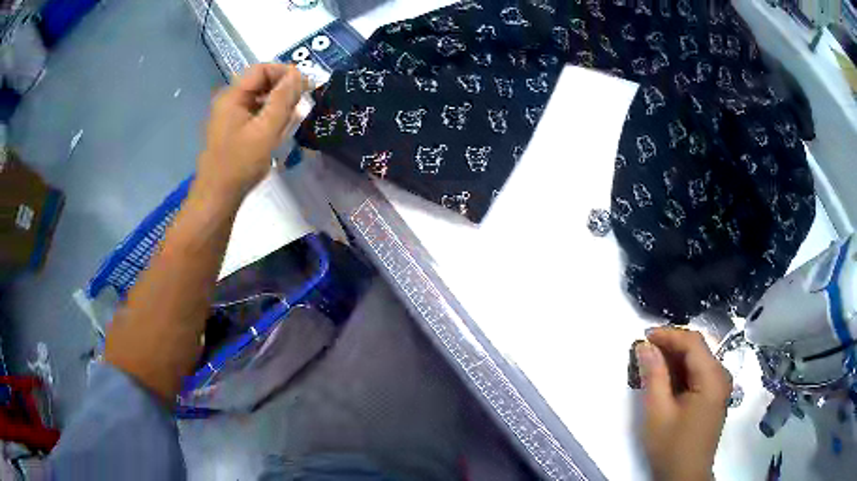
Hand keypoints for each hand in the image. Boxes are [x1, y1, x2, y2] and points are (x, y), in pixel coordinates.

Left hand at [198, 63, 306, 198]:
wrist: (217, 197)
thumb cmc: (240, 164)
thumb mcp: (265, 130)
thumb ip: (283, 99)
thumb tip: (298, 74)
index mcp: (232, 96)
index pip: (262, 69)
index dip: (285, 72)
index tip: (305, 86)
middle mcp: (229, 101)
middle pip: (261, 82)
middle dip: (284, 88)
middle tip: (303, 103)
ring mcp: (230, 116)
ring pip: (260, 98)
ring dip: (279, 103)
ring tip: (294, 118)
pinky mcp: (234, 130)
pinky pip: (256, 113)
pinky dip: (270, 116)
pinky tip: (280, 129)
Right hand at [637, 327, 731, 480]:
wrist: (685, 476)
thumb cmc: (671, 447)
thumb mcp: (657, 413)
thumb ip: (653, 376)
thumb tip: (645, 346)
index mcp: (712, 378)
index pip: (693, 342)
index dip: (669, 335)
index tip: (644, 337)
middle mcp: (721, 376)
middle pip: (697, 349)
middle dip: (670, 346)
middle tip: (643, 352)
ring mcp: (719, 386)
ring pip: (697, 361)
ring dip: (674, 360)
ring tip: (650, 365)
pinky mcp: (714, 396)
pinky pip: (698, 374)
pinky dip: (681, 373)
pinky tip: (665, 381)